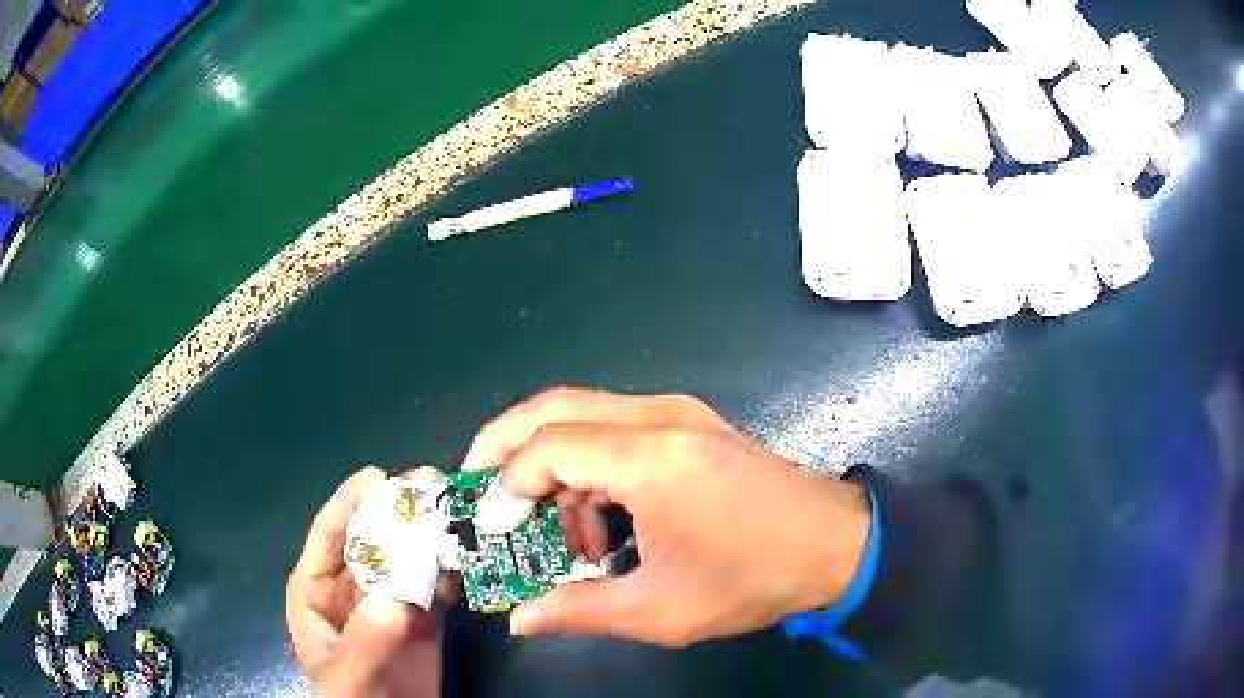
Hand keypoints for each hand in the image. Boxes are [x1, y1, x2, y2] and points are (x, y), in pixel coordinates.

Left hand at [287, 467, 444, 696]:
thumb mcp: (348, 677)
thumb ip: (366, 641)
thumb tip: (396, 602)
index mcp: (317, 590)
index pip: (328, 536)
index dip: (349, 503)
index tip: (379, 477)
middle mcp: (351, 589)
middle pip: (374, 540)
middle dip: (400, 513)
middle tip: (432, 485)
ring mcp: (388, 604)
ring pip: (408, 560)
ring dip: (431, 537)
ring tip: (459, 513)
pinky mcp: (420, 621)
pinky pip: (434, 588)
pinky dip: (450, 573)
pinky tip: (469, 557)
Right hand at [461, 388, 870, 646]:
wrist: (837, 545)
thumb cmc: (753, 578)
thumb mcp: (661, 610)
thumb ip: (580, 610)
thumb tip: (518, 619)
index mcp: (652, 456)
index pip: (549, 445)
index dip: (507, 483)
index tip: (492, 527)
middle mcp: (660, 417)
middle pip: (557, 406)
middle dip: (507, 444)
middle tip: (479, 487)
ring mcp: (680, 416)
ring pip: (587, 419)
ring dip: (557, 470)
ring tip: (563, 538)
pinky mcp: (692, 428)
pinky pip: (619, 434)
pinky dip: (594, 472)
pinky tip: (607, 527)